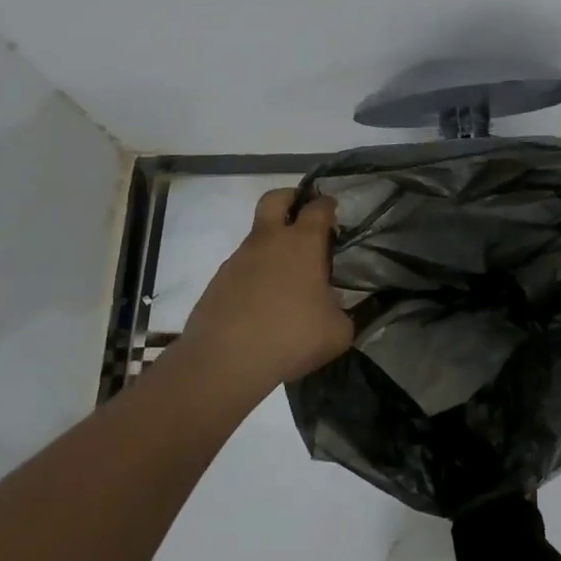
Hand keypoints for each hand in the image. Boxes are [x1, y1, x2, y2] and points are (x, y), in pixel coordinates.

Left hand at [183, 189, 352, 391]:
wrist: (225, 362)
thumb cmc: (291, 337)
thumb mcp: (337, 331)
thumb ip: (343, 312)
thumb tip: (337, 309)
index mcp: (303, 242)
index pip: (318, 207)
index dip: (328, 205)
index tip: (334, 212)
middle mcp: (269, 241)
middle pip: (276, 199)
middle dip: (290, 198)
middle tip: (301, 213)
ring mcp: (239, 259)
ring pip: (257, 236)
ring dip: (271, 245)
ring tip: (285, 278)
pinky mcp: (218, 281)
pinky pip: (242, 267)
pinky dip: (254, 275)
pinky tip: (262, 303)